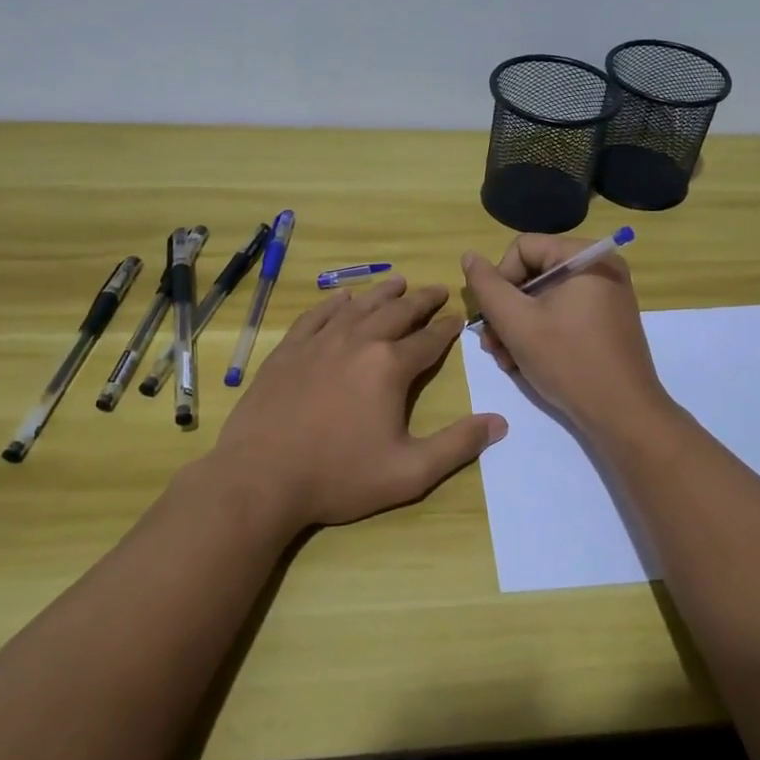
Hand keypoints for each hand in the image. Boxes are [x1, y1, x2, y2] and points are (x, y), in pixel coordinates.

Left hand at [208, 277, 506, 533]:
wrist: (260, 477)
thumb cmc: (339, 477)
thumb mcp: (409, 472)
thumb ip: (457, 445)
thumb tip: (500, 422)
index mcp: (390, 367)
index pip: (429, 340)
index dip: (447, 328)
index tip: (458, 318)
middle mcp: (358, 342)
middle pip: (397, 312)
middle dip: (421, 300)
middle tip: (437, 290)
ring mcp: (319, 342)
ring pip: (359, 307)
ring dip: (382, 293)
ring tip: (398, 281)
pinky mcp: (289, 350)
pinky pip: (317, 316)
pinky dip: (334, 304)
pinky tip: (342, 298)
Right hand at [461, 234, 671, 437]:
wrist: (623, 415)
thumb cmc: (568, 361)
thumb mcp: (517, 323)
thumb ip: (487, 286)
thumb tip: (469, 256)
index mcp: (585, 257)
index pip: (522, 249)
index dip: (499, 280)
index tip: (493, 318)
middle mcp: (600, 269)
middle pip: (532, 274)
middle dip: (506, 311)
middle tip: (493, 345)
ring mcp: (605, 297)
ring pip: (543, 299)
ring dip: (517, 327)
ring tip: (506, 360)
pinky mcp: (605, 322)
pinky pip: (562, 315)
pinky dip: (540, 334)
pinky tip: (525, 363)